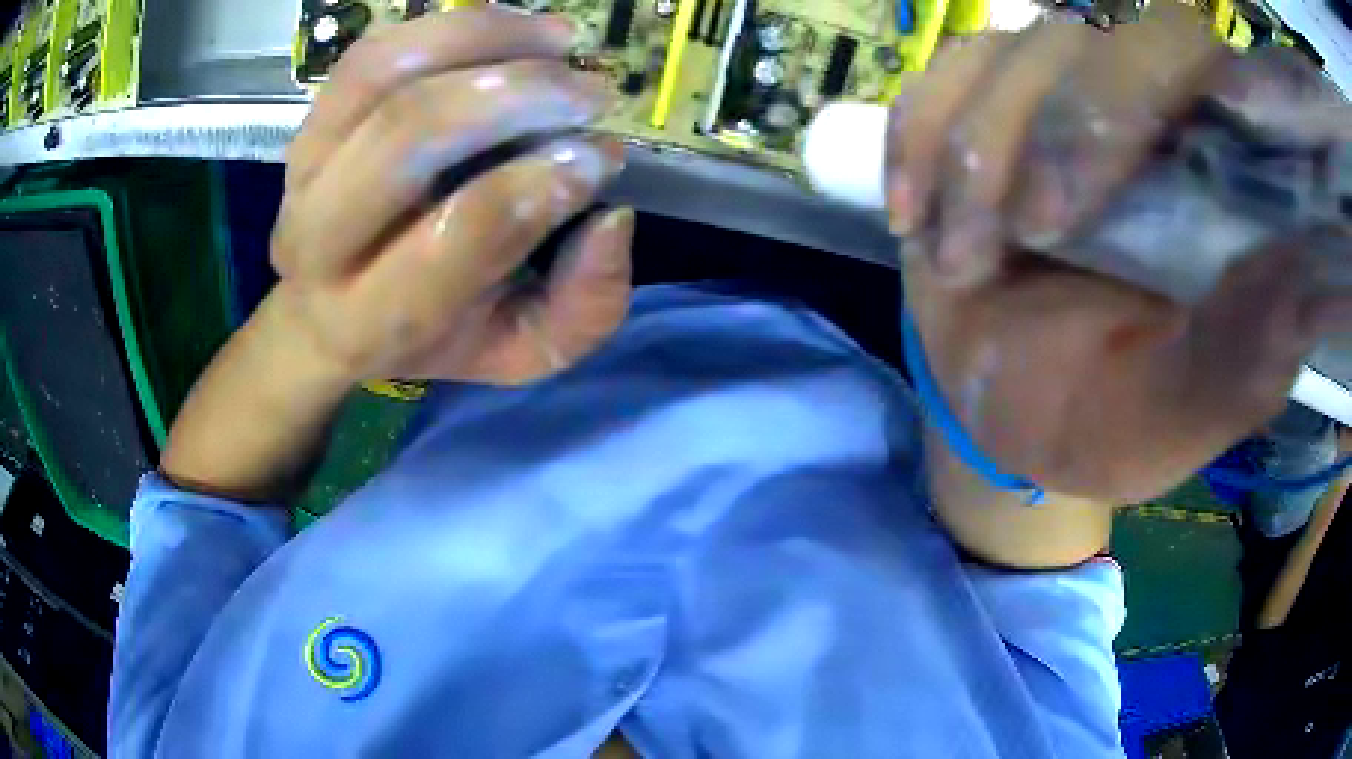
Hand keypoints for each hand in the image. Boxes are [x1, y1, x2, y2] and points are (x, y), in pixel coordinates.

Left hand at [270, 8, 634, 387]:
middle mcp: (319, 239)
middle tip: (590, 93)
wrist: (328, 313)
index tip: (601, 156)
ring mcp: (304, 169)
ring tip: (559, 41)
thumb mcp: (521, 353)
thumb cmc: (432, 335)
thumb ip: (583, 308)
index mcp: (373, 318)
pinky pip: (374, 51)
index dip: (541, 183)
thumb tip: (613, 218)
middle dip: (517, 95)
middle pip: (409, 135)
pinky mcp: (309, 122)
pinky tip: (509, 29)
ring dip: (484, 38)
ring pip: (385, 72)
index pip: (460, 233)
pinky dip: (449, 26)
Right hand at [890, 5, 1351, 502]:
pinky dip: (916, 138)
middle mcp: (1145, 106)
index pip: (1198, 61)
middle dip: (1062, 126)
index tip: (1108, 183)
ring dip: (976, 155)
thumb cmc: (1107, 420)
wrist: (1010, 409)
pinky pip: (939, 76)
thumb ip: (1242, 364)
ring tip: (963, 262)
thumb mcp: (1178, 415)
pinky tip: (911, 215)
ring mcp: (1057, 89)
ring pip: (1011, 51)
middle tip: (1033, 232)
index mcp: (1217, 173)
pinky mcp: (983, 100)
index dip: (1157, 83)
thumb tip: (1301, 285)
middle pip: (1098, 34)